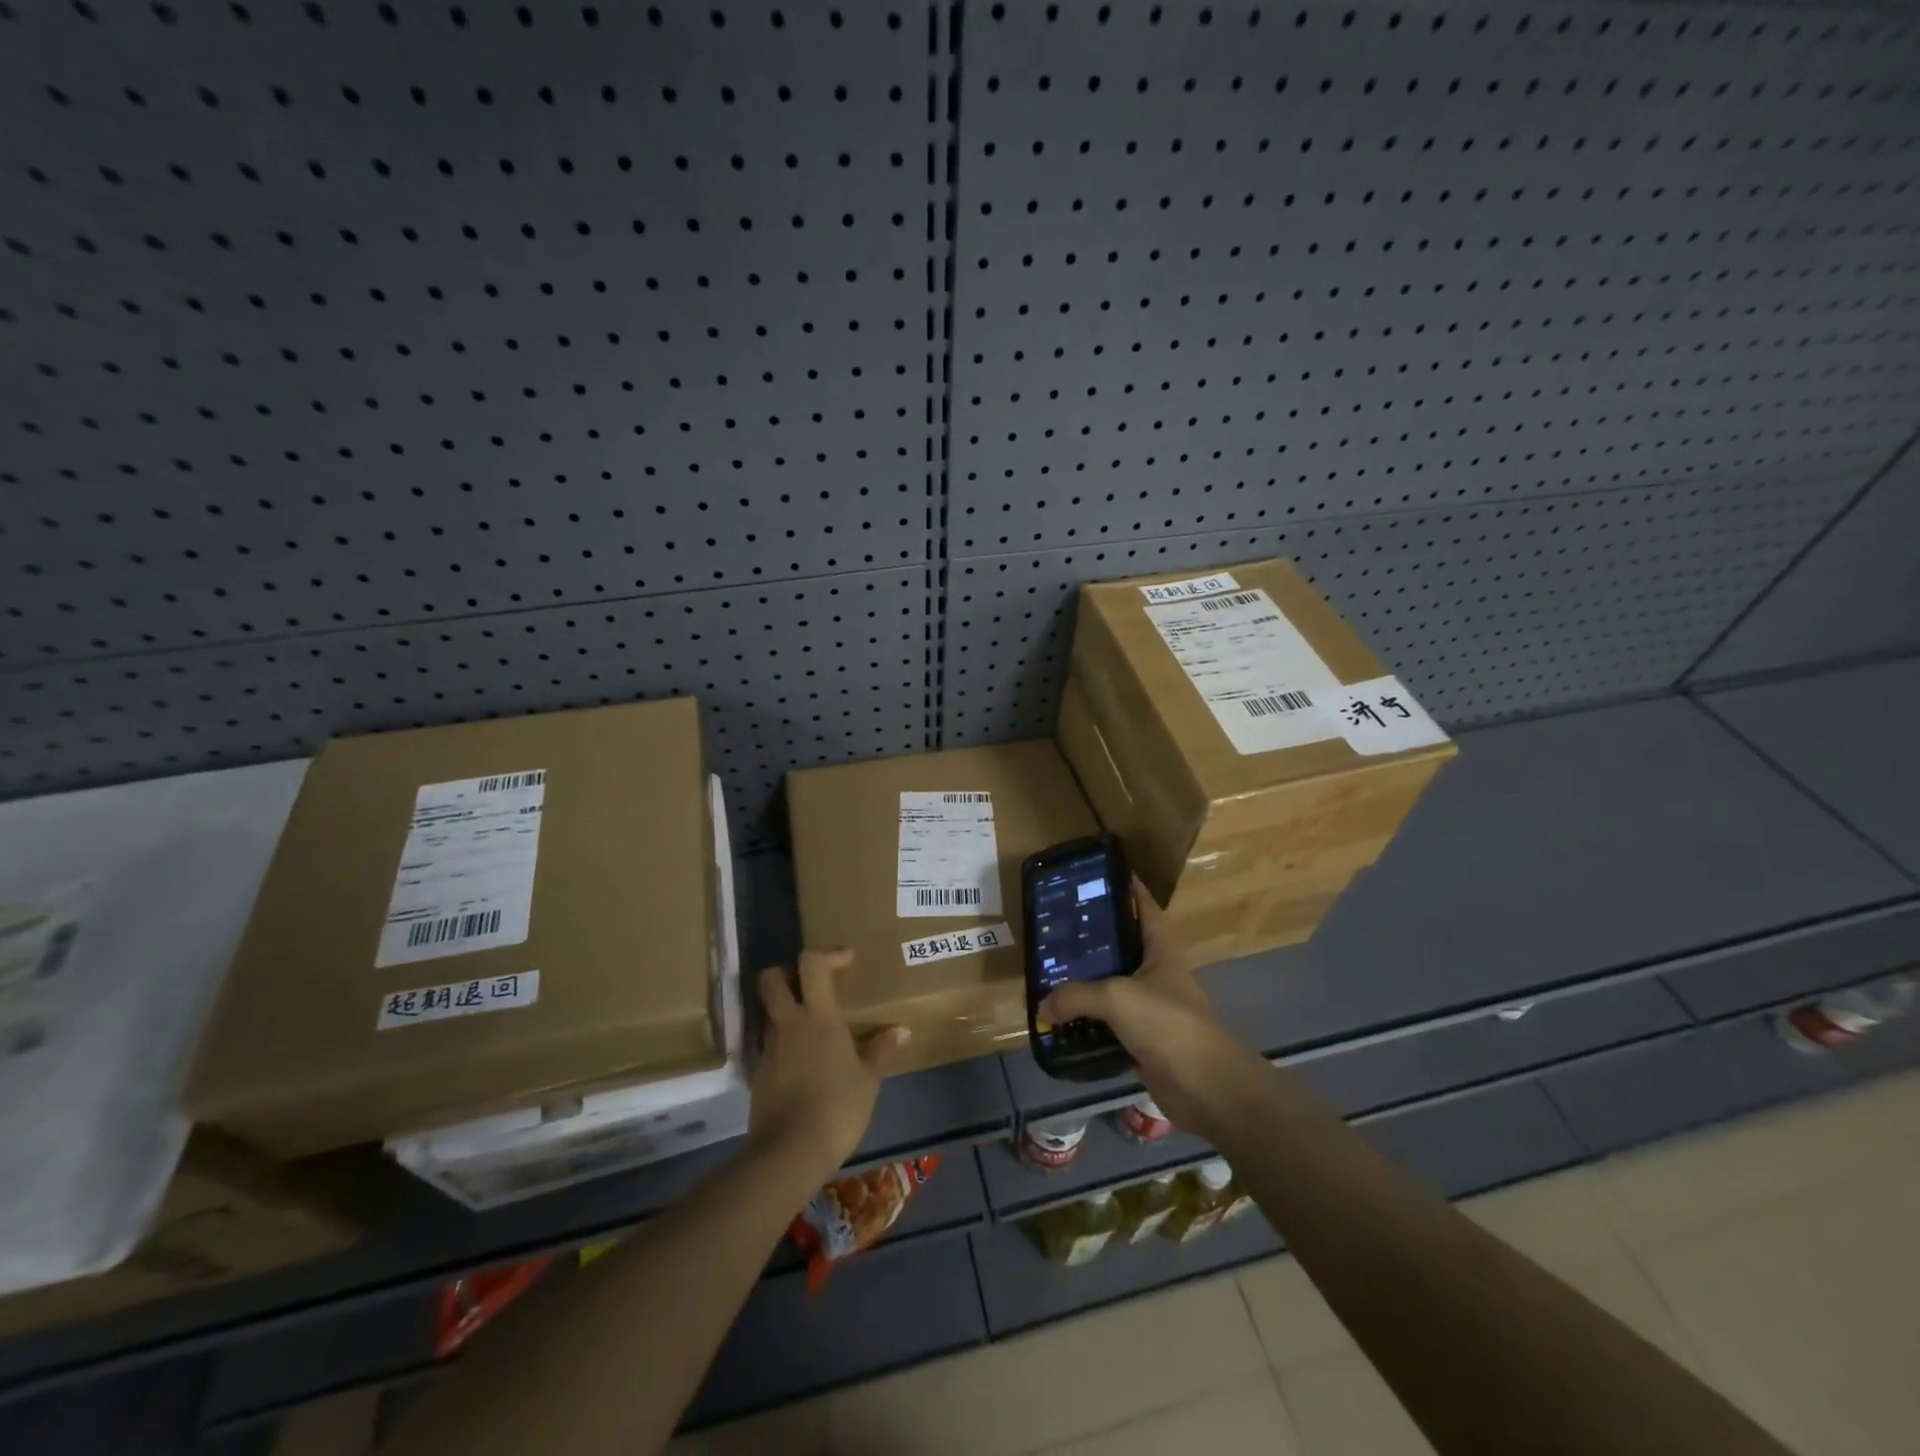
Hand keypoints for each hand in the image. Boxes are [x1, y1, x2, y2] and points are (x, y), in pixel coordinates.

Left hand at [748, 948, 908, 1177]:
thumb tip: (901, 1030)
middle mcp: (788, 1024)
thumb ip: (880, 1050)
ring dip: (784, 1009)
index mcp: (819, 1017)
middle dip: (785, 972)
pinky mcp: (758, 1073)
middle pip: (770, 979)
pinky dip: (783, 1041)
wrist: (789, 1153)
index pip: (812, 964)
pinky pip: (769, 1043)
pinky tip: (802, 1060)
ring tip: (810, 1026)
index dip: (828, 954)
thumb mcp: (867, 1081)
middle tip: (809, 984)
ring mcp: (769, 1048)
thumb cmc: (837, 1108)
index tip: (847, 959)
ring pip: (769, 1012)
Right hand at [1039, 881, 1264, 1141]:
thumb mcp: (1115, 997)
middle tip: (1056, 927)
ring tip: (1049, 971)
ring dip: (1085, 982)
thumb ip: (1075, 995)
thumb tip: (1043, 1005)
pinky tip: (1061, 1019)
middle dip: (1091, 937)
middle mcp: (1156, 970)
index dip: (1124, 886)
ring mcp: (1151, 1005)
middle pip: (1121, 944)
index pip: (1143, 905)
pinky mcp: (1142, 1038)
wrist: (1203, 1085)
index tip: (1094, 875)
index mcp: (1161, 947)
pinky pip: (1108, 1022)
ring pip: (1111, 985)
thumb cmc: (1166, 1023)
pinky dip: (1087, 1021)